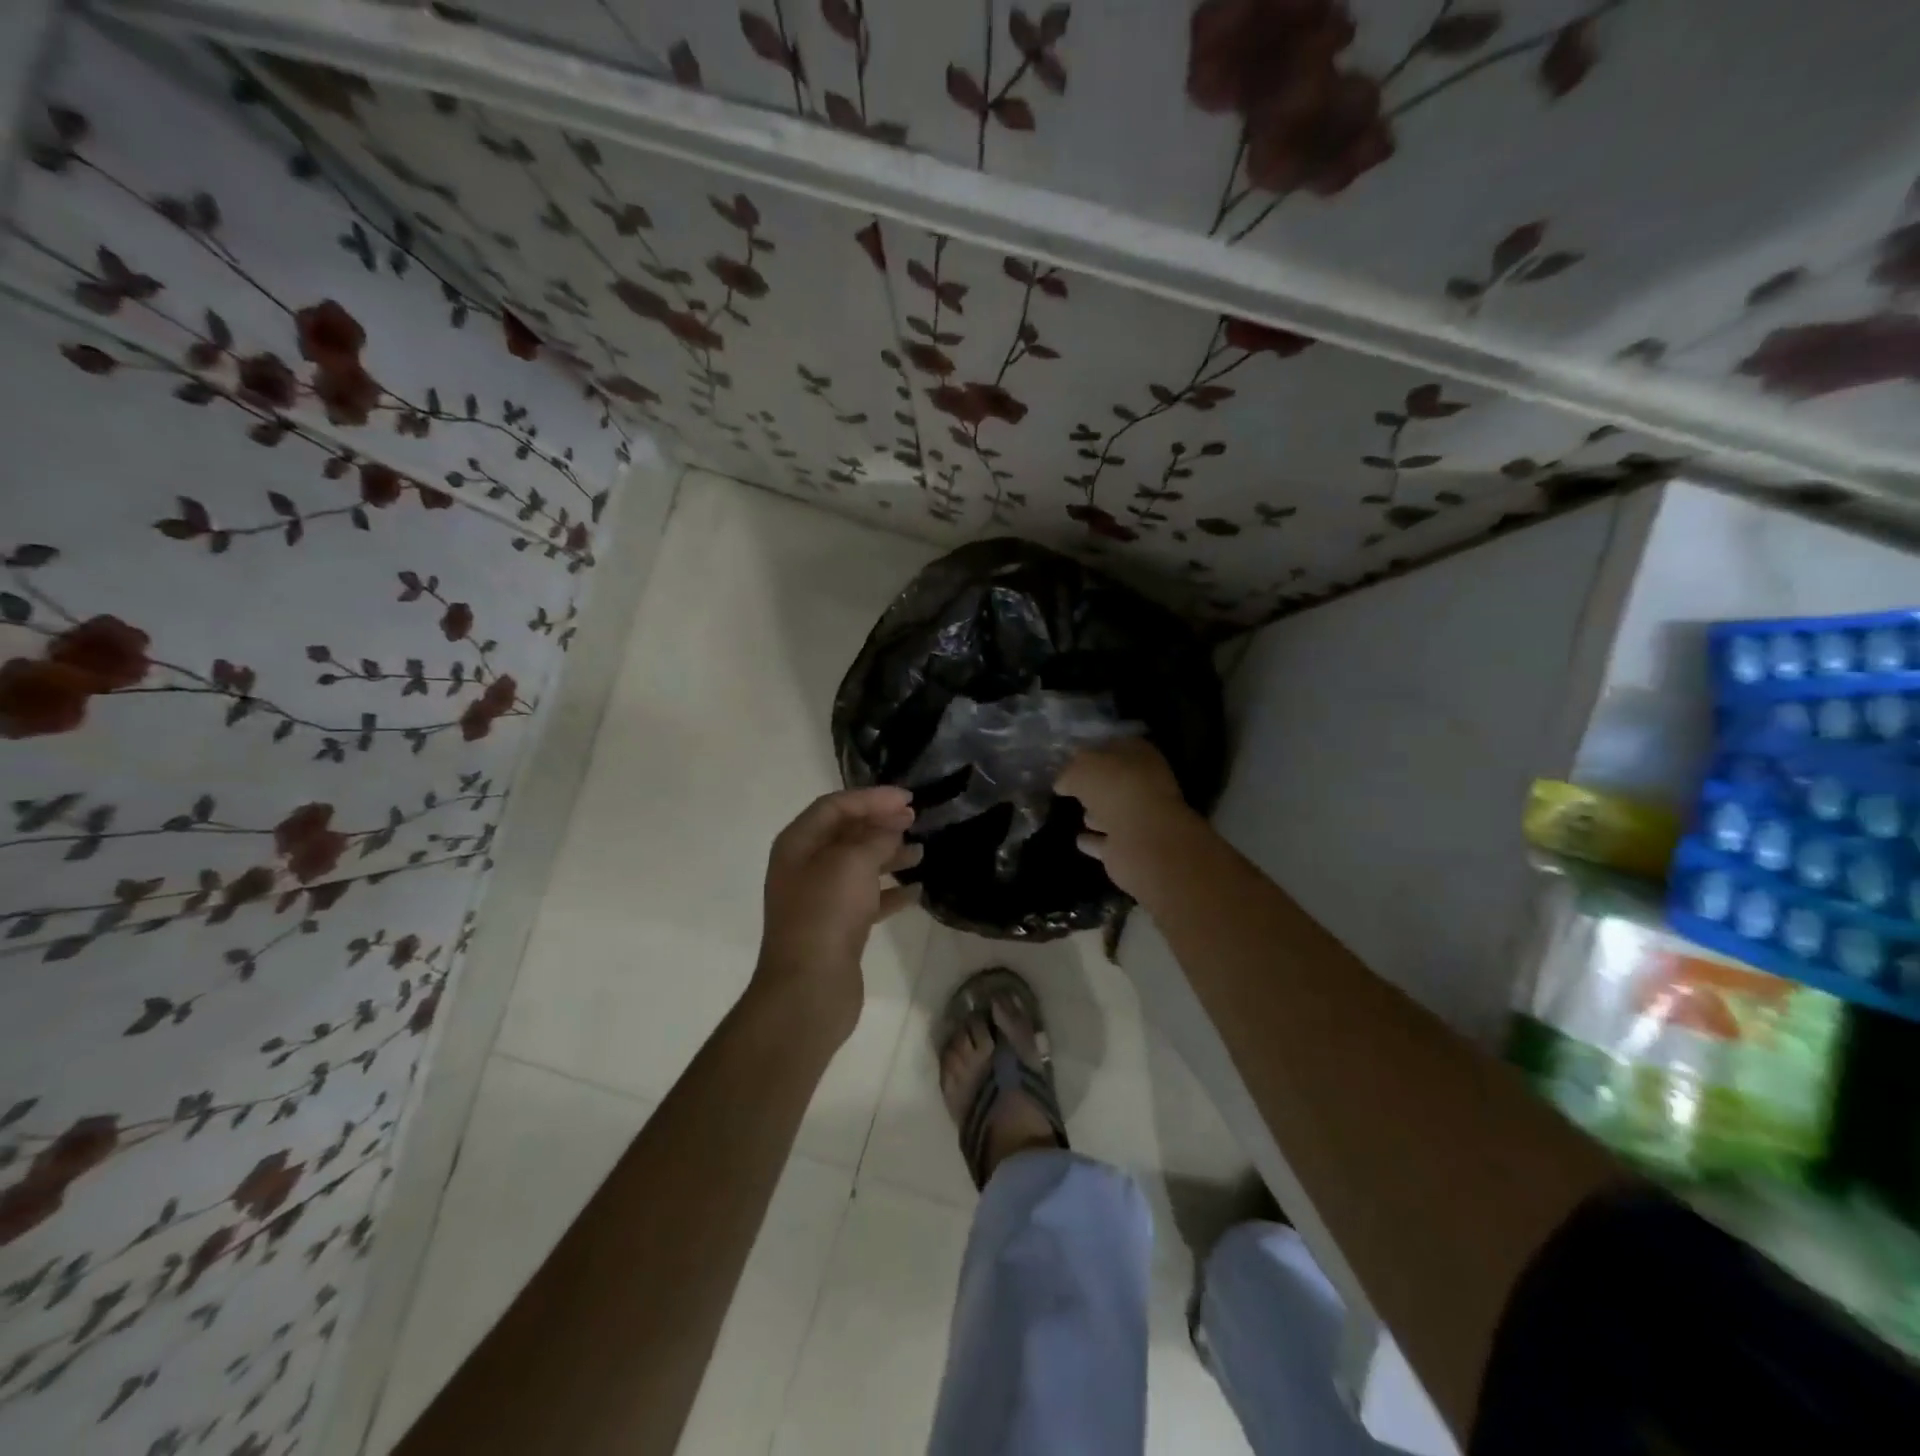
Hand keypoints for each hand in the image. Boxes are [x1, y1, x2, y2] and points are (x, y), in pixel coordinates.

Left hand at [754, 786, 920, 1041]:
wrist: (809, 988)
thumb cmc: (826, 914)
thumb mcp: (852, 862)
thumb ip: (875, 837)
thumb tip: (891, 827)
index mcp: (798, 844)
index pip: (835, 806)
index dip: (871, 798)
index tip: (907, 799)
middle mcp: (805, 867)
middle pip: (846, 833)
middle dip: (880, 823)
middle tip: (915, 819)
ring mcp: (820, 899)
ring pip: (858, 866)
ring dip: (889, 855)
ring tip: (921, 852)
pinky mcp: (837, 928)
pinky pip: (867, 899)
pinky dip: (890, 891)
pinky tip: (916, 891)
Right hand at [1055, 739, 1196, 896]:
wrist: (1143, 837)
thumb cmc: (1114, 788)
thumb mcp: (1080, 769)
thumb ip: (1068, 773)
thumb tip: (1062, 782)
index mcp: (1138, 754)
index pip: (1113, 747)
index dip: (1093, 751)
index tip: (1071, 758)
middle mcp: (1144, 784)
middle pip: (1115, 781)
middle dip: (1097, 784)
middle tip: (1072, 787)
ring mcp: (1141, 818)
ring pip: (1114, 812)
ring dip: (1097, 814)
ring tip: (1078, 814)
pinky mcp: (1132, 848)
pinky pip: (1107, 842)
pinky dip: (1095, 841)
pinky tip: (1080, 840)